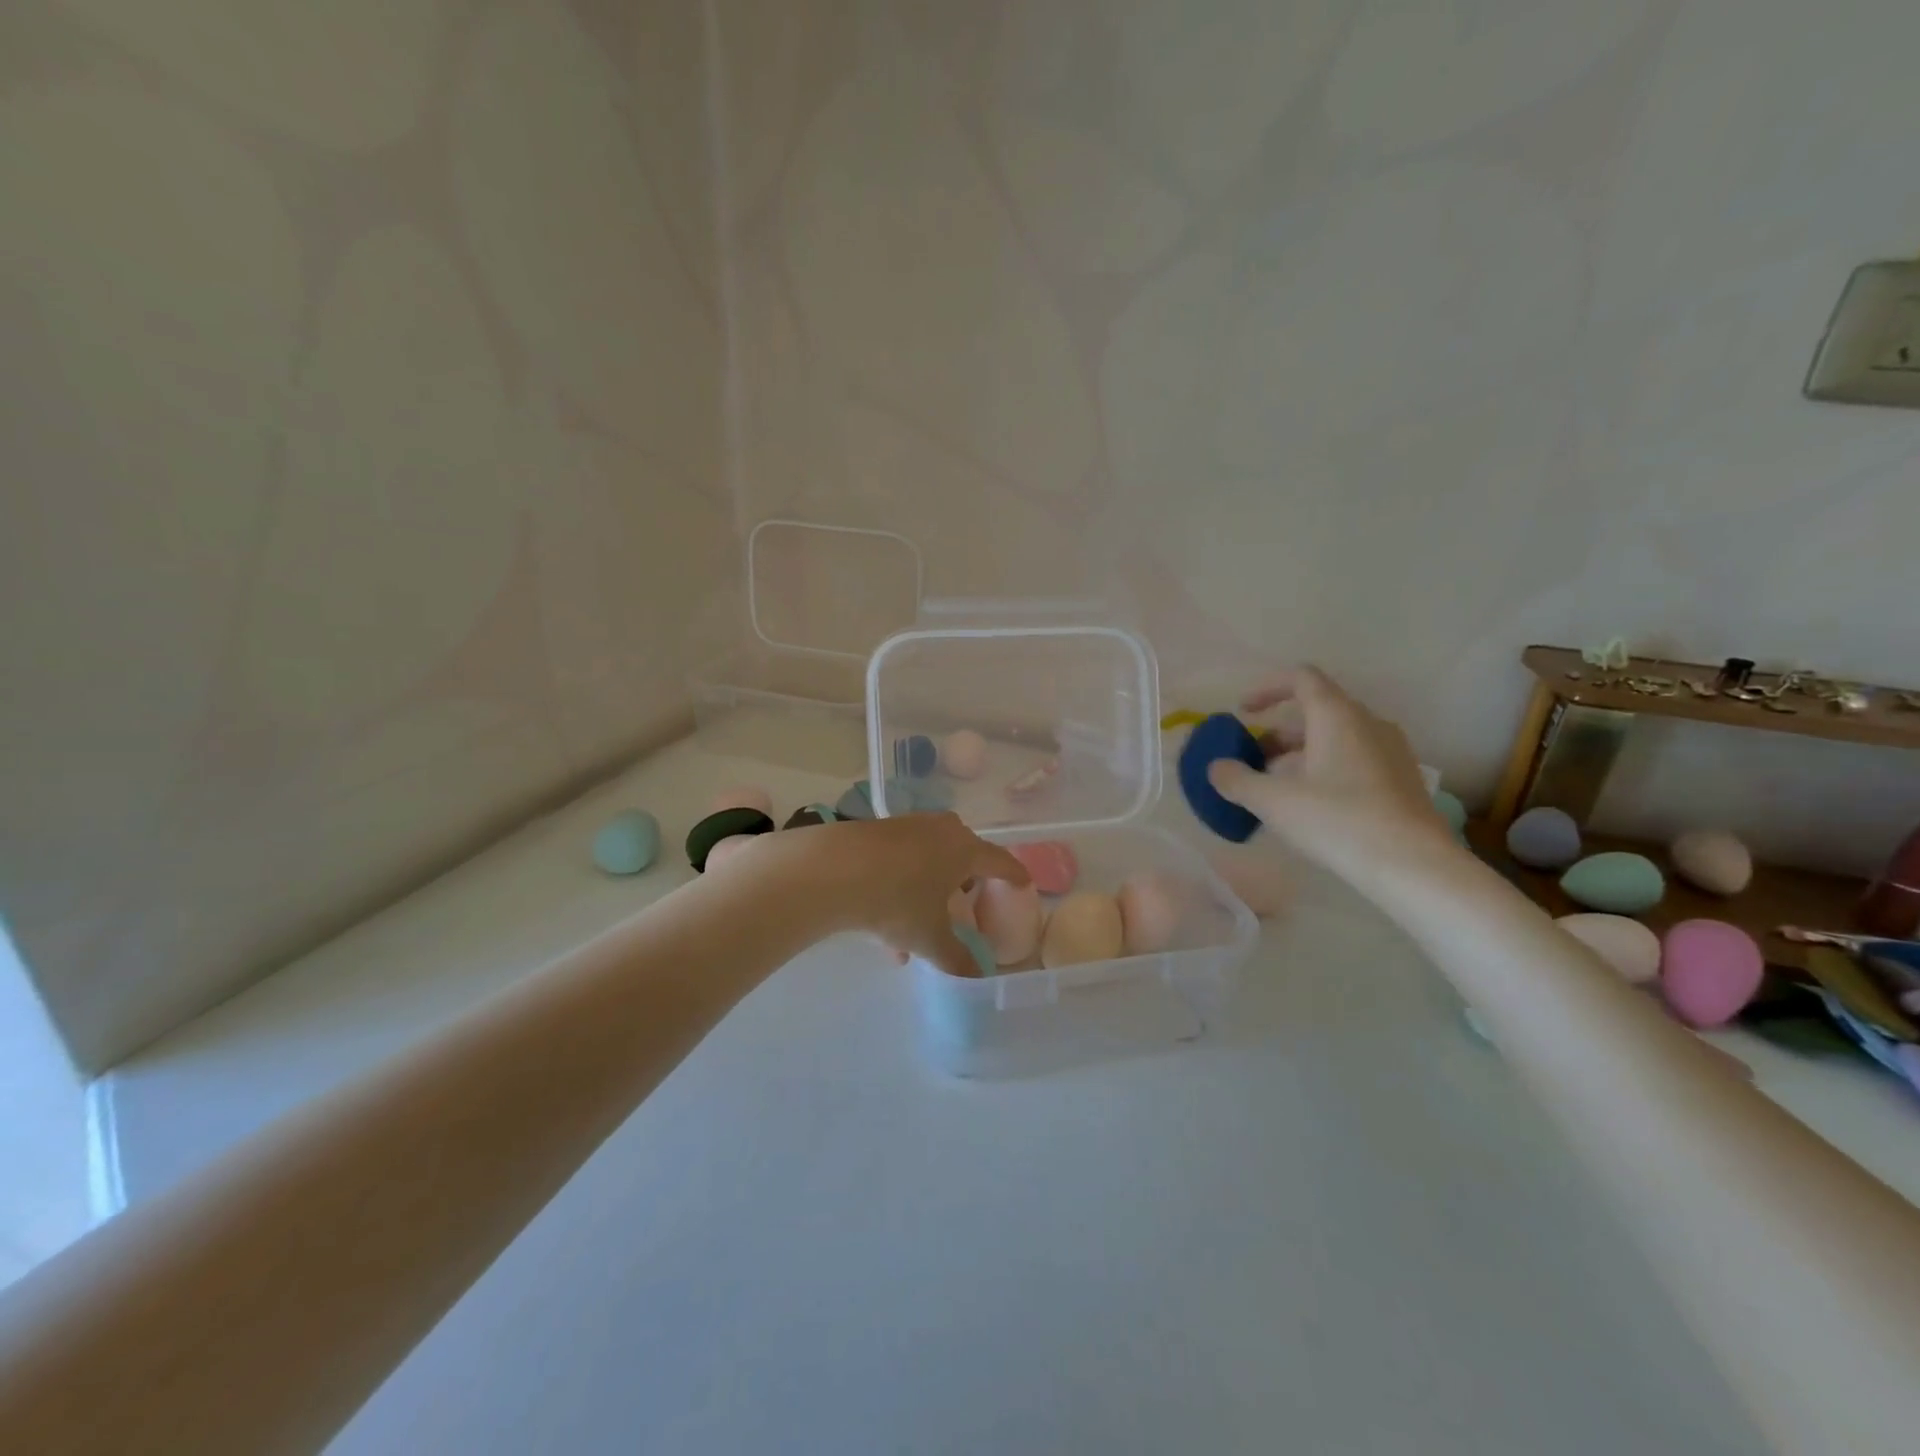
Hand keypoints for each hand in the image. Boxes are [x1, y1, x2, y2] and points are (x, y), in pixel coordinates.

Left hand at [743, 813, 1029, 979]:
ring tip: (915, 933)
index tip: (1024, 884)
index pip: (1000, 861)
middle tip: (966, 902)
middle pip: (963, 854)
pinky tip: (883, 927)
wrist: (832, 870)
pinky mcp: (877, 832)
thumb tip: (975, 978)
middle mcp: (940, 831)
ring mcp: (908, 827)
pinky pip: (901, 862)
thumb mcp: (929, 938)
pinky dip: (901, 888)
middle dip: (965, 881)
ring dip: (928, 892)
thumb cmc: (896, 900)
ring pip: (928, 861)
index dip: (1014, 875)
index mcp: (964, 849)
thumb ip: (956, 959)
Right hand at [1205, 667, 1453, 869]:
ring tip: (1277, 787)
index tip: (1242, 712)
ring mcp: (1390, 751)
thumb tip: (1217, 768)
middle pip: (1316, 710)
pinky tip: (1311, 806)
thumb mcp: (1273, 801)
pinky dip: (1325, 768)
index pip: (1301, 678)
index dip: (1266, 689)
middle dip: (1278, 732)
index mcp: (1337, 715)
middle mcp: (1368, 722)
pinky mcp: (1401, 780)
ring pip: (1336, 737)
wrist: (1414, 866)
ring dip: (1300, 753)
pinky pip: (1354, 758)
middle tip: (1252, 761)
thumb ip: (1237, 779)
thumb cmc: (1338, 821)